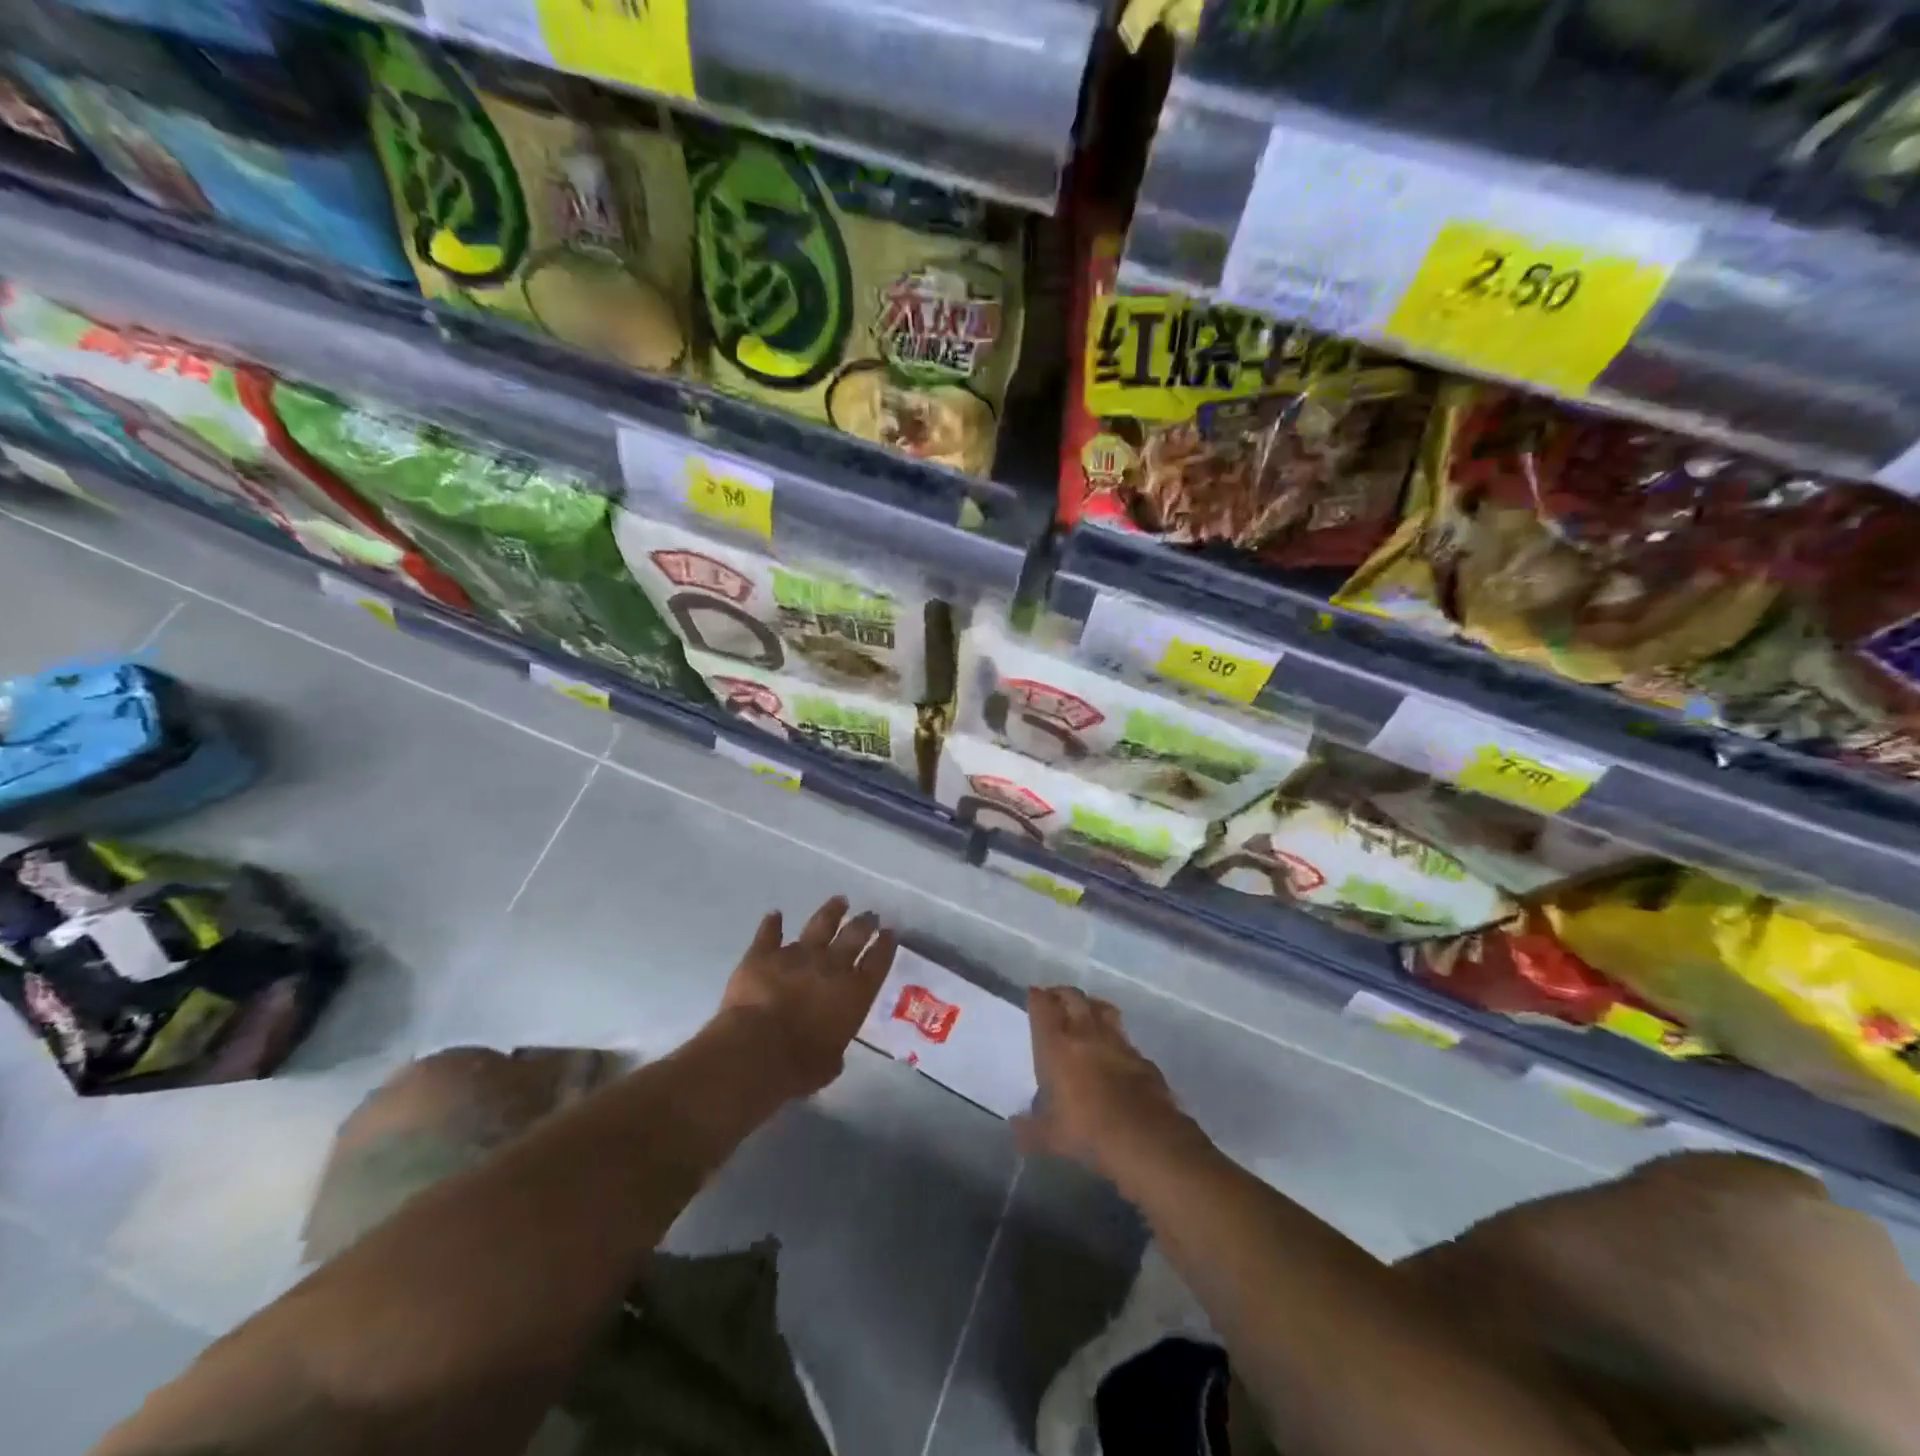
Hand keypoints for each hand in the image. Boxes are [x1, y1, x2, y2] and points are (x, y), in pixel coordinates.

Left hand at [717, 896, 896, 1098]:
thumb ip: (834, 1051)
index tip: (890, 932)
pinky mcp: (764, 954)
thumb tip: (832, 1054)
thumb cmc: (799, 1065)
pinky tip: (775, 915)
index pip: (878, 962)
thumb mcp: (829, 1065)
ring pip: (819, 925)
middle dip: (864, 923)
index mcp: (854, 992)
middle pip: (854, 936)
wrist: (756, 1049)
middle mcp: (831, 966)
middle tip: (870, 914)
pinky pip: (769, 934)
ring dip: (830, 912)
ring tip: (839, 900)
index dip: (885, 945)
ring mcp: (797, 955)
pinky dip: (772, 924)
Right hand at [1017, 986, 1200, 1181]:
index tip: (1033, 994)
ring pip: (1102, 1009)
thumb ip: (1028, 1130)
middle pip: (1073, 997)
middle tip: (1055, 999)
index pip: (1043, 1007)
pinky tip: (1114, 1050)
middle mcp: (1086, 1033)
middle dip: (1062, 994)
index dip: (1037, 997)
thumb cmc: (1087, 1130)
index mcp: (1057, 1045)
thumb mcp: (1049, 1137)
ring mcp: (1118, 1041)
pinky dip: (1115, 1038)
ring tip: (1086, 1012)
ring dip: (1091, 1006)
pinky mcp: (1141, 1057)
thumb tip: (1015, 1128)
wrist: (1144, 1137)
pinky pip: (1124, 1038)